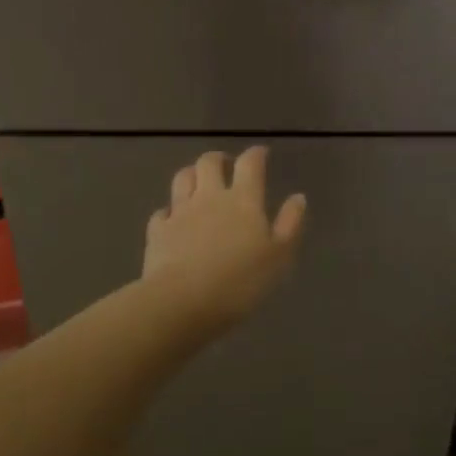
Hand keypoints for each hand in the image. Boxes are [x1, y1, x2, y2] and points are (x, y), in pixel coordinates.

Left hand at [142, 147, 306, 333]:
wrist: (182, 303)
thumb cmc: (239, 282)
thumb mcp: (278, 257)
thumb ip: (289, 224)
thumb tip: (298, 197)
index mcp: (243, 200)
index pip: (250, 164)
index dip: (256, 154)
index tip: (261, 153)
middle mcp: (209, 197)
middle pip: (209, 163)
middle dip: (219, 159)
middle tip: (226, 166)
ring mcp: (179, 212)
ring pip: (182, 178)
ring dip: (192, 174)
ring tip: (198, 182)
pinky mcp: (157, 231)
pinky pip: (162, 211)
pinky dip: (169, 211)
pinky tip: (173, 219)